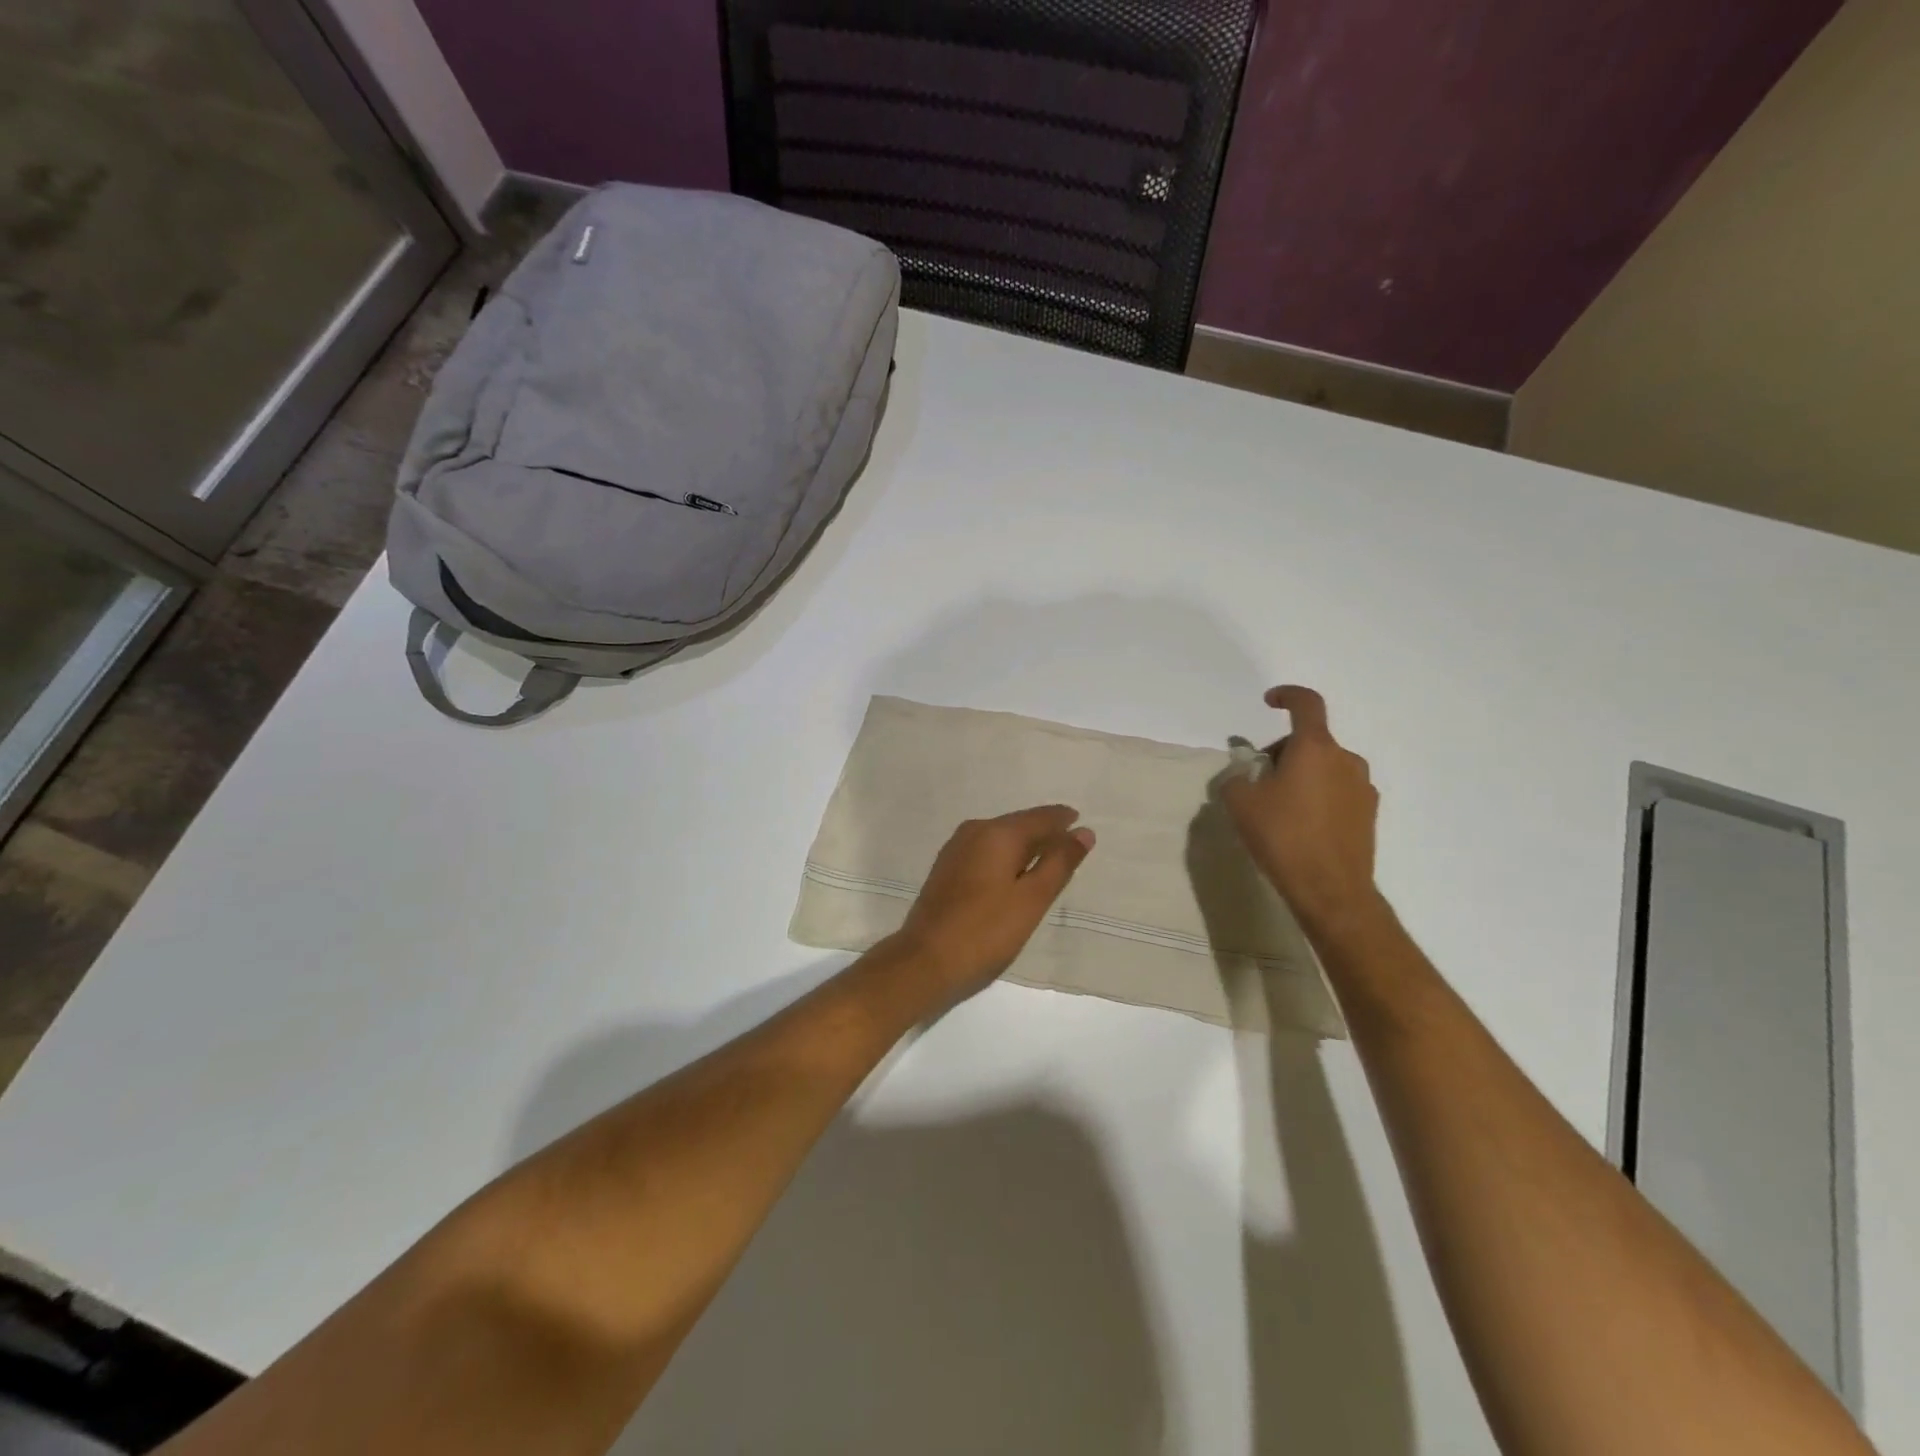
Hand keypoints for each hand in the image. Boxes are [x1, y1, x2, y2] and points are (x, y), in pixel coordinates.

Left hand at [888, 806, 1095, 1002]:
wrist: (924, 962)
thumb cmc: (985, 932)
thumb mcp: (1032, 899)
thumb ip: (1059, 863)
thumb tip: (1083, 831)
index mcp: (997, 833)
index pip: (1039, 817)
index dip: (1063, 820)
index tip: (1082, 823)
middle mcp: (974, 832)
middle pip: (1018, 824)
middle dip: (1044, 832)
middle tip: (1070, 844)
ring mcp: (955, 850)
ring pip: (1000, 838)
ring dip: (1025, 846)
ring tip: (1048, 860)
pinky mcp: (946, 870)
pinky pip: (985, 852)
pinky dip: (1005, 858)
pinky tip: (1014, 874)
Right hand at [1222, 686, 1380, 937]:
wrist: (1331, 890)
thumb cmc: (1282, 837)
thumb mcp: (1240, 804)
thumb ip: (1236, 779)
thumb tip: (1244, 775)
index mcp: (1315, 748)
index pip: (1306, 703)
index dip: (1287, 695)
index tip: (1269, 702)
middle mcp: (1345, 759)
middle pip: (1310, 741)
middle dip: (1283, 753)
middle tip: (1258, 782)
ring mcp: (1362, 787)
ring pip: (1325, 767)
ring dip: (1302, 776)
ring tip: (1279, 809)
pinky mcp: (1369, 814)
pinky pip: (1338, 791)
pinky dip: (1318, 797)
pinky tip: (1301, 827)